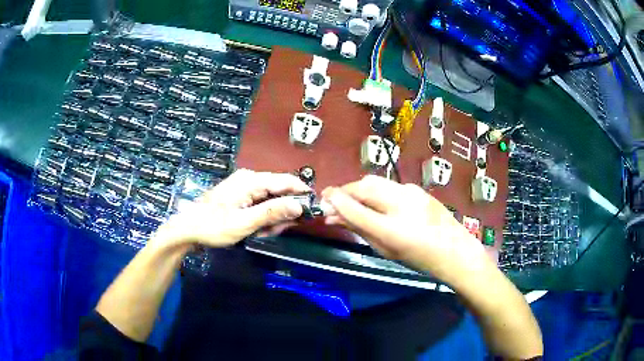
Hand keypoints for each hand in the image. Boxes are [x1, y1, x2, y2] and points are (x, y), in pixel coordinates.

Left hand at [151, 169, 310, 248]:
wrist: (188, 229)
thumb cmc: (213, 226)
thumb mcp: (244, 223)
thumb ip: (272, 213)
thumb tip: (299, 205)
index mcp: (251, 180)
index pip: (285, 181)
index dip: (301, 193)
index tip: (313, 208)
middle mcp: (249, 179)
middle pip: (279, 192)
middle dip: (281, 213)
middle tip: (273, 231)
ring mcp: (244, 187)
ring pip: (270, 200)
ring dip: (270, 218)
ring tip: (260, 233)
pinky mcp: (240, 196)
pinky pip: (260, 204)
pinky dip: (261, 218)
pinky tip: (255, 229)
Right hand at [322, 175, 493, 284]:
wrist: (455, 251)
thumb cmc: (419, 258)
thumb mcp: (386, 249)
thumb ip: (360, 230)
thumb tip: (335, 217)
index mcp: (391, 228)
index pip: (354, 206)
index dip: (335, 201)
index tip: (323, 199)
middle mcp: (401, 203)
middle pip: (364, 185)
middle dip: (346, 191)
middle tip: (336, 203)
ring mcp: (412, 192)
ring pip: (377, 181)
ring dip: (360, 189)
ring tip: (355, 203)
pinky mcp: (418, 188)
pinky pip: (390, 185)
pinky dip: (376, 191)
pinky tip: (379, 203)